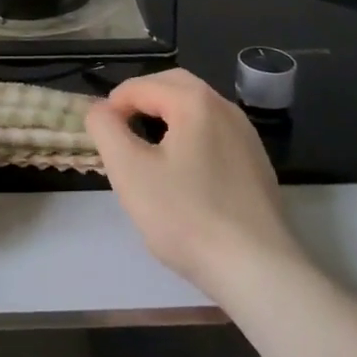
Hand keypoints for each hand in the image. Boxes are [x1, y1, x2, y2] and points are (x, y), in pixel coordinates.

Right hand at [86, 69, 302, 299]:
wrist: (259, 270)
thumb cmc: (187, 216)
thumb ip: (106, 131)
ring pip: (197, 111)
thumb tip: (98, 110)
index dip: (114, 104)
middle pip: (174, 87)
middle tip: (120, 131)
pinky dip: (191, 139)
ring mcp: (246, 136)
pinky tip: (184, 176)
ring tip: (147, 152)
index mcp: (195, 101)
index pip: (142, 85)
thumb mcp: (130, 172)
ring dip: (167, 118)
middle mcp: (225, 107)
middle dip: (142, 100)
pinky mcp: (257, 164)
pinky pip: (215, 135)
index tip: (100, 134)